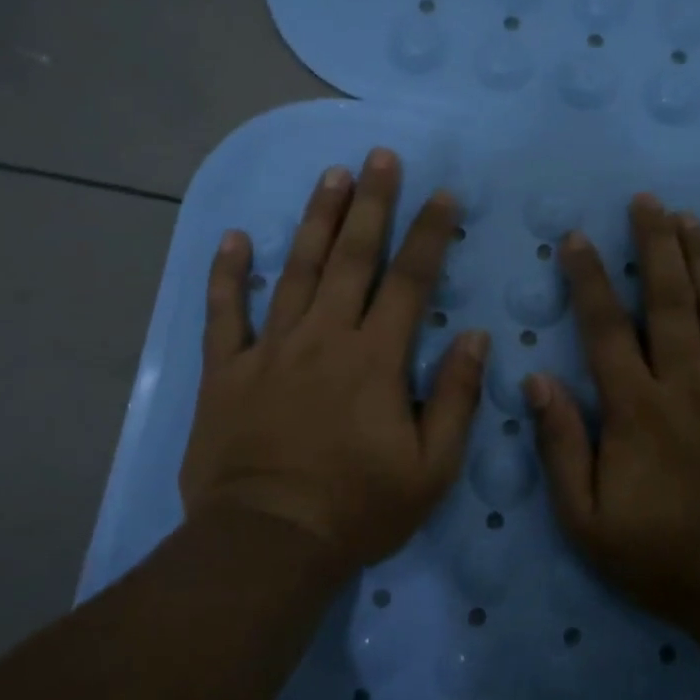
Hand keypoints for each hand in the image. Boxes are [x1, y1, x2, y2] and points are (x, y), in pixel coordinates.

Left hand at [180, 149, 489, 576]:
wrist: (269, 542)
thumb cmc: (358, 509)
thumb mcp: (431, 468)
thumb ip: (456, 398)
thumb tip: (476, 338)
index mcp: (375, 359)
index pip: (410, 281)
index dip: (429, 235)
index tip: (442, 195)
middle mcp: (324, 338)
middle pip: (351, 258)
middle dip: (371, 203)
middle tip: (379, 157)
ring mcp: (270, 349)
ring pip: (294, 270)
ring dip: (315, 220)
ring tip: (330, 176)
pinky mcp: (226, 371)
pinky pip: (223, 313)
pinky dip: (227, 275)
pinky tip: (233, 239)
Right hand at [523, 194, 699, 622]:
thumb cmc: (662, 557)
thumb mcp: (586, 519)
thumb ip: (561, 446)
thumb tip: (537, 380)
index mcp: (637, 411)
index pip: (607, 329)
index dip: (589, 279)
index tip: (576, 237)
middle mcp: (689, 387)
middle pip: (671, 302)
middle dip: (656, 246)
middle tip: (646, 202)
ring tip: (690, 219)